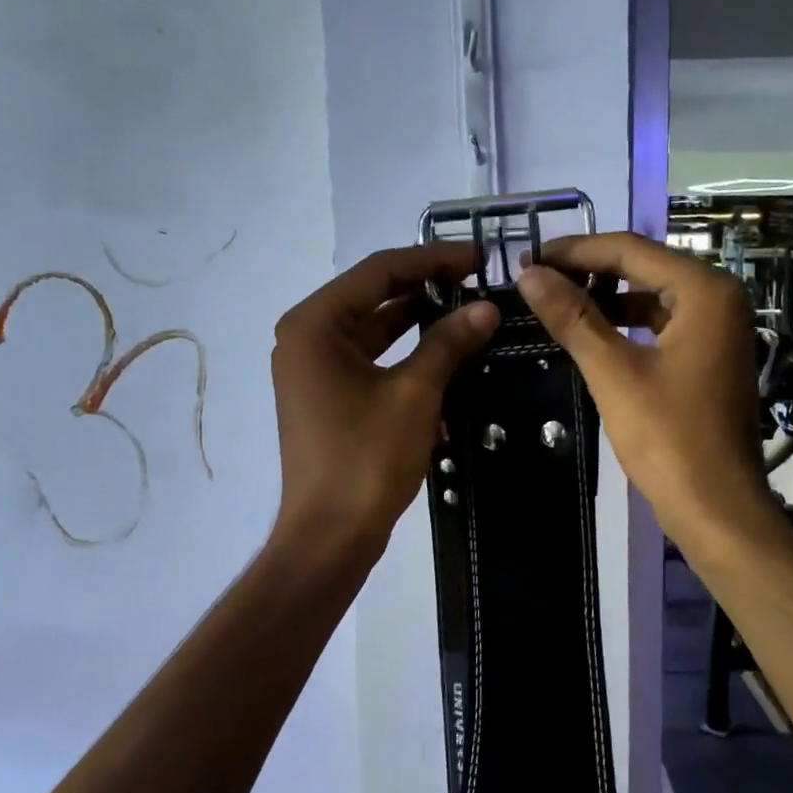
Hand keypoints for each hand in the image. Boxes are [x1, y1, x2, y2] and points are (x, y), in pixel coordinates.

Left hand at [270, 244, 499, 554]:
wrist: (331, 533)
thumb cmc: (367, 458)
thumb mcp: (414, 394)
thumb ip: (448, 342)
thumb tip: (486, 308)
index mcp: (315, 324)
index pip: (379, 271)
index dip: (432, 260)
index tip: (478, 258)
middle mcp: (306, 337)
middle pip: (372, 296)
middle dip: (425, 287)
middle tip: (478, 282)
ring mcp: (313, 369)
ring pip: (372, 329)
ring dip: (416, 319)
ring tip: (467, 310)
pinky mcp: (326, 395)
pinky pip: (368, 358)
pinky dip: (403, 352)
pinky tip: (442, 350)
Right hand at [515, 234, 772, 550]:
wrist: (716, 507)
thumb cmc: (668, 438)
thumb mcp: (614, 373)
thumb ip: (572, 318)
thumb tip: (530, 274)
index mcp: (705, 290)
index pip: (630, 250)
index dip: (575, 251)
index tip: (527, 258)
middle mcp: (720, 298)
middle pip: (644, 268)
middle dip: (589, 272)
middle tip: (537, 279)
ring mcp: (719, 329)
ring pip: (652, 297)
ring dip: (606, 300)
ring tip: (556, 304)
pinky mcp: (711, 357)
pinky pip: (663, 325)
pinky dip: (627, 325)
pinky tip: (592, 335)